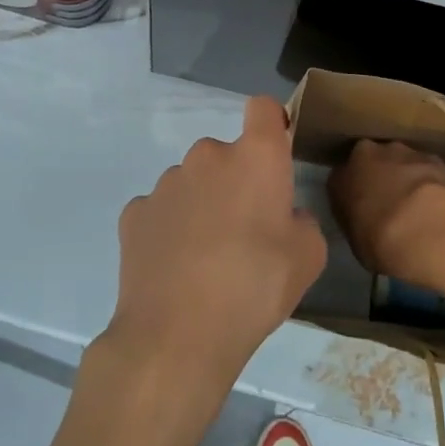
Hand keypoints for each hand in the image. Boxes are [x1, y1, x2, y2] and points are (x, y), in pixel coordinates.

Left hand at [99, 97, 326, 410]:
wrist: (176, 336)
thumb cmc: (254, 288)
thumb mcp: (308, 258)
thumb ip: (302, 222)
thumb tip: (284, 217)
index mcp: (255, 157)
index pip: (264, 108)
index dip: (272, 126)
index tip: (275, 156)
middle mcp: (208, 155)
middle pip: (227, 155)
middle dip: (236, 182)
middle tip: (245, 233)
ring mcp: (166, 182)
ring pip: (192, 182)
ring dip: (202, 205)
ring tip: (206, 259)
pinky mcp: (135, 212)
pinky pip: (161, 211)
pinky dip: (169, 229)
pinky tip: (174, 268)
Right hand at [328, 139, 444, 278]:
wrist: (420, 231)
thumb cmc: (377, 241)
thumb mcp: (354, 238)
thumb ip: (356, 217)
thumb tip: (364, 215)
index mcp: (341, 175)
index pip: (343, 177)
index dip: (355, 191)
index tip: (364, 207)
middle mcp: (368, 153)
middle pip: (373, 160)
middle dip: (381, 176)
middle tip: (391, 203)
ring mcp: (402, 152)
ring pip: (401, 161)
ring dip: (407, 177)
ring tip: (419, 206)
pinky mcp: (432, 158)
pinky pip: (428, 169)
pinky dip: (431, 182)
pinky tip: (438, 204)